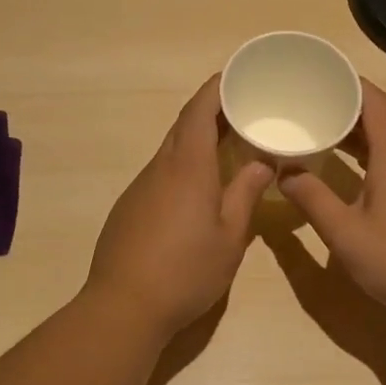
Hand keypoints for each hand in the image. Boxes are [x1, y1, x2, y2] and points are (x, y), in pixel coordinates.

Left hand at [84, 76, 273, 337]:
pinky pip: (160, 175)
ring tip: (226, 149)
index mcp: (187, 167)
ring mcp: (139, 188)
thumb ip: (245, 194)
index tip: (236, 77)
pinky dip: (182, 168)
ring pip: (171, 152)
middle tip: (242, 113)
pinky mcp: (128, 209)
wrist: (124, 306)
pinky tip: (196, 191)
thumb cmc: (186, 271)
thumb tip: (261, 162)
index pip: (199, 111)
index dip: (216, 89)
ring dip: (196, 142)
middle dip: (211, 113)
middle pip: (183, 127)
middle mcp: (159, 168)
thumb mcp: (229, 237)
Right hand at [278, 79, 385, 319]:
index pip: (376, 102)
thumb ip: (312, 198)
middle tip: (310, 107)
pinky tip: (352, 176)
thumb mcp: (344, 233)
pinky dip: (372, 159)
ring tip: (323, 137)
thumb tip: (285, 171)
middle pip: (383, 120)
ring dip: (359, 137)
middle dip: (348, 109)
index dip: (351, 83)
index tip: (321, 75)